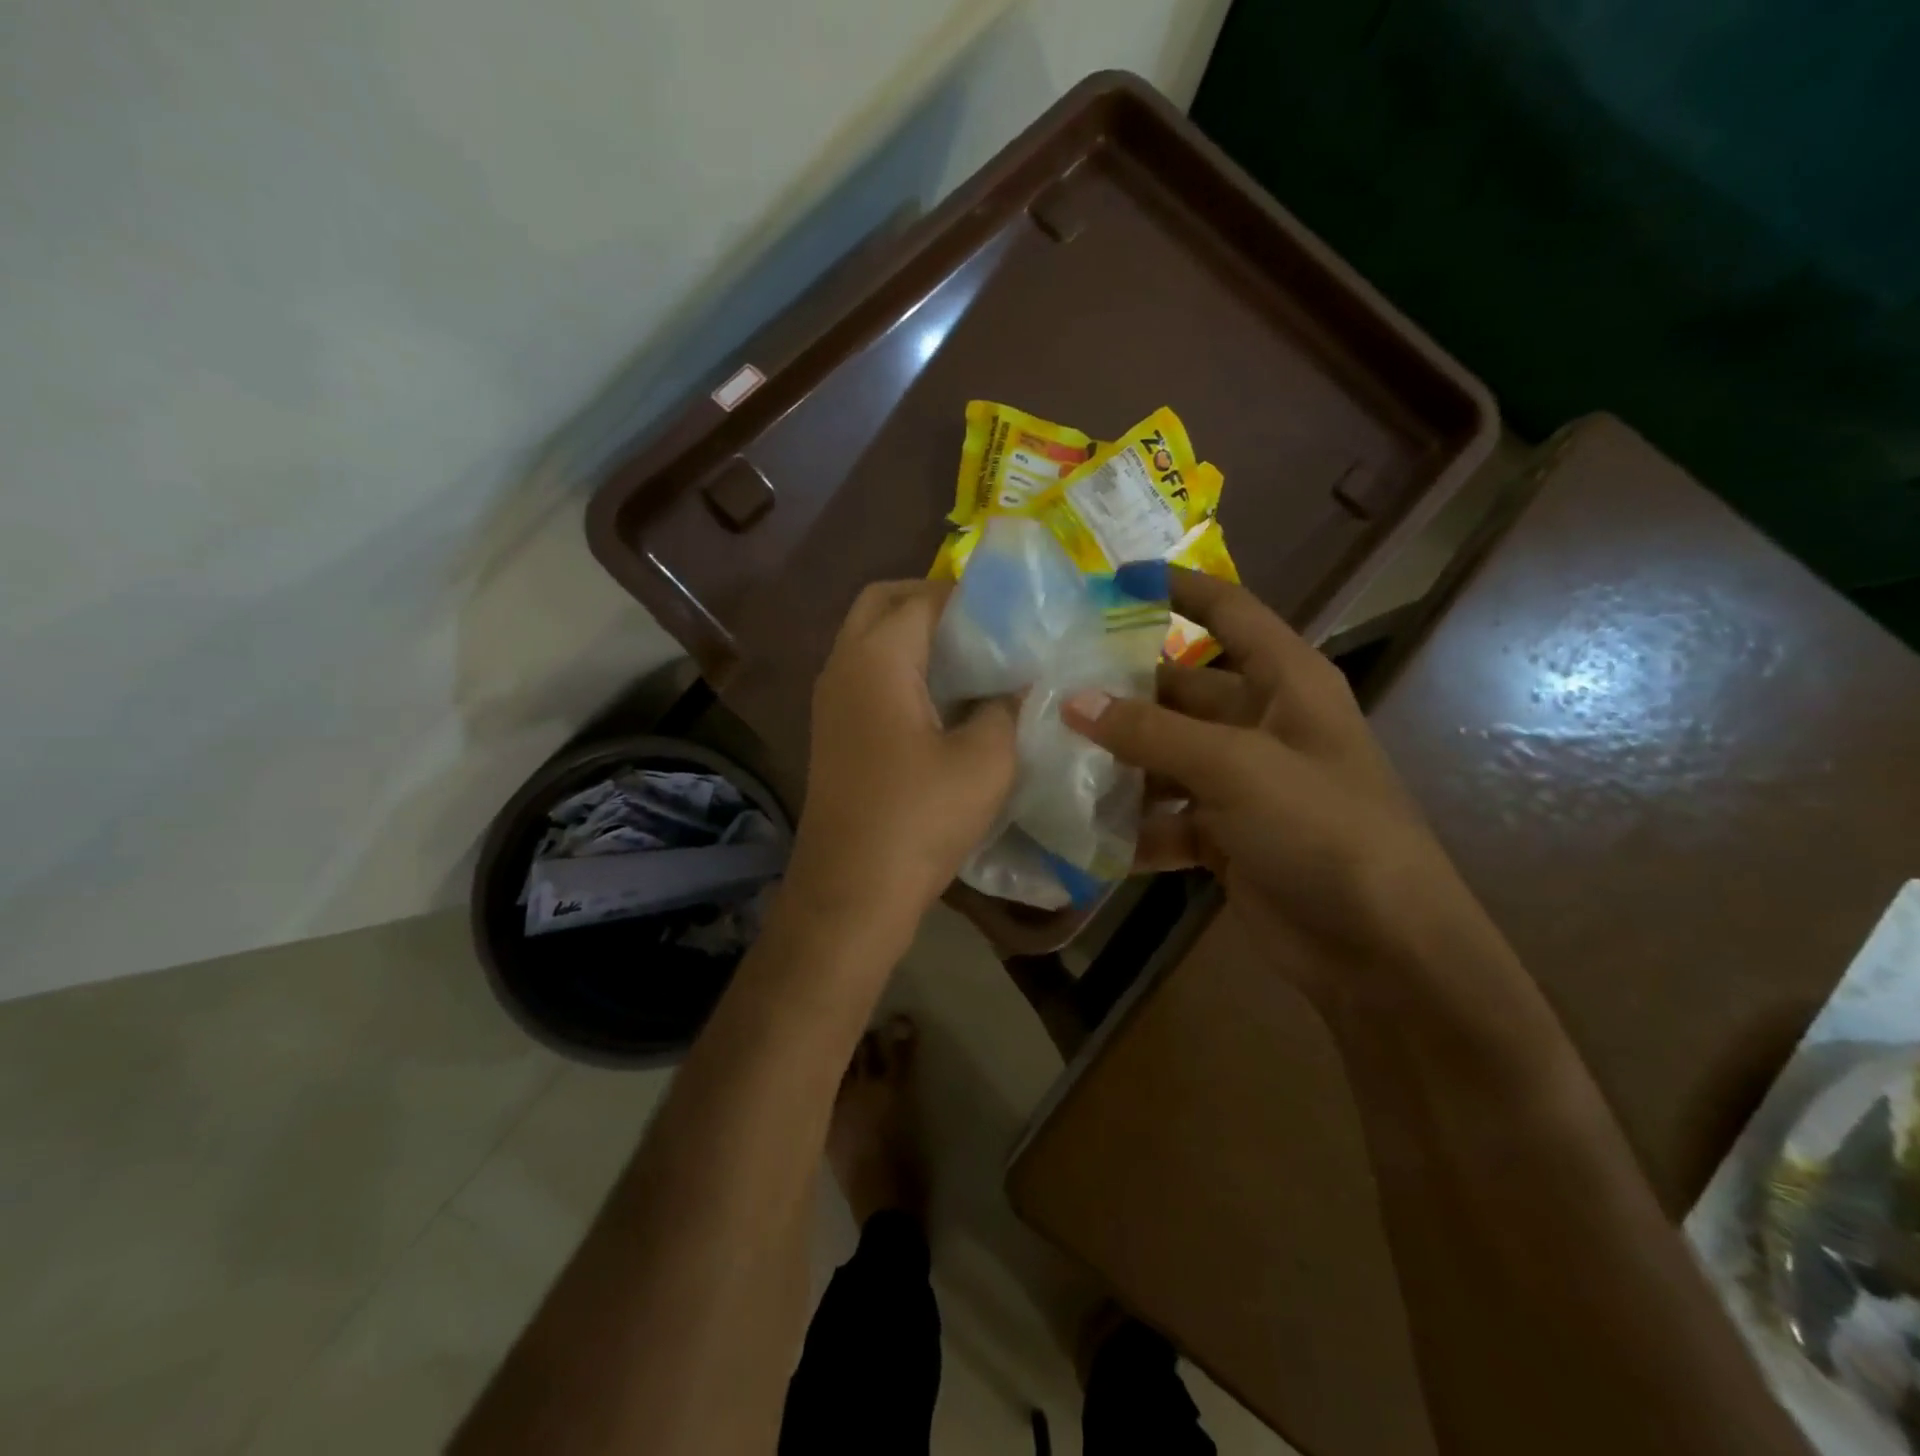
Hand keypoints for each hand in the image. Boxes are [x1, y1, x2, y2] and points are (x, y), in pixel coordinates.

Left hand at [786, 581, 1016, 936]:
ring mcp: (830, 699)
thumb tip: (1018, 684)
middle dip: (931, 600)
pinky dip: (900, 667)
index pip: (924, 596)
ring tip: (972, 658)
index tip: (1015, 610)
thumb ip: (1007, 708)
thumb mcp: (985, 760)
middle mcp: (843, 665)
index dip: (970, 595)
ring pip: (869, 638)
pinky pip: (865, 674)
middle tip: (984, 625)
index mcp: (877, 658)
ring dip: (914, 635)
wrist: (851, 892)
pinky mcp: (833, 730)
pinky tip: (943, 700)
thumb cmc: (919, 819)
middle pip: (882, 602)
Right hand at [1062, 570, 1518, 1008]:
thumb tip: (1073, 699)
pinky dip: (1132, 826)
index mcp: (1286, 682)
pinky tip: (1083, 833)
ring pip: (1164, 756)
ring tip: (1049, 757)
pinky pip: (1165, 817)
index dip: (1176, 588)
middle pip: (1179, 689)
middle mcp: (1262, 723)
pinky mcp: (1224, 835)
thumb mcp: (1237, 768)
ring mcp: (1242, 782)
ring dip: (1116, 762)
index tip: (1113, 581)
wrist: (1381, 949)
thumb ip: (1151, 732)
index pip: (1229, 611)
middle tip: (1048, 686)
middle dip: (1120, 690)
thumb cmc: (1324, 831)